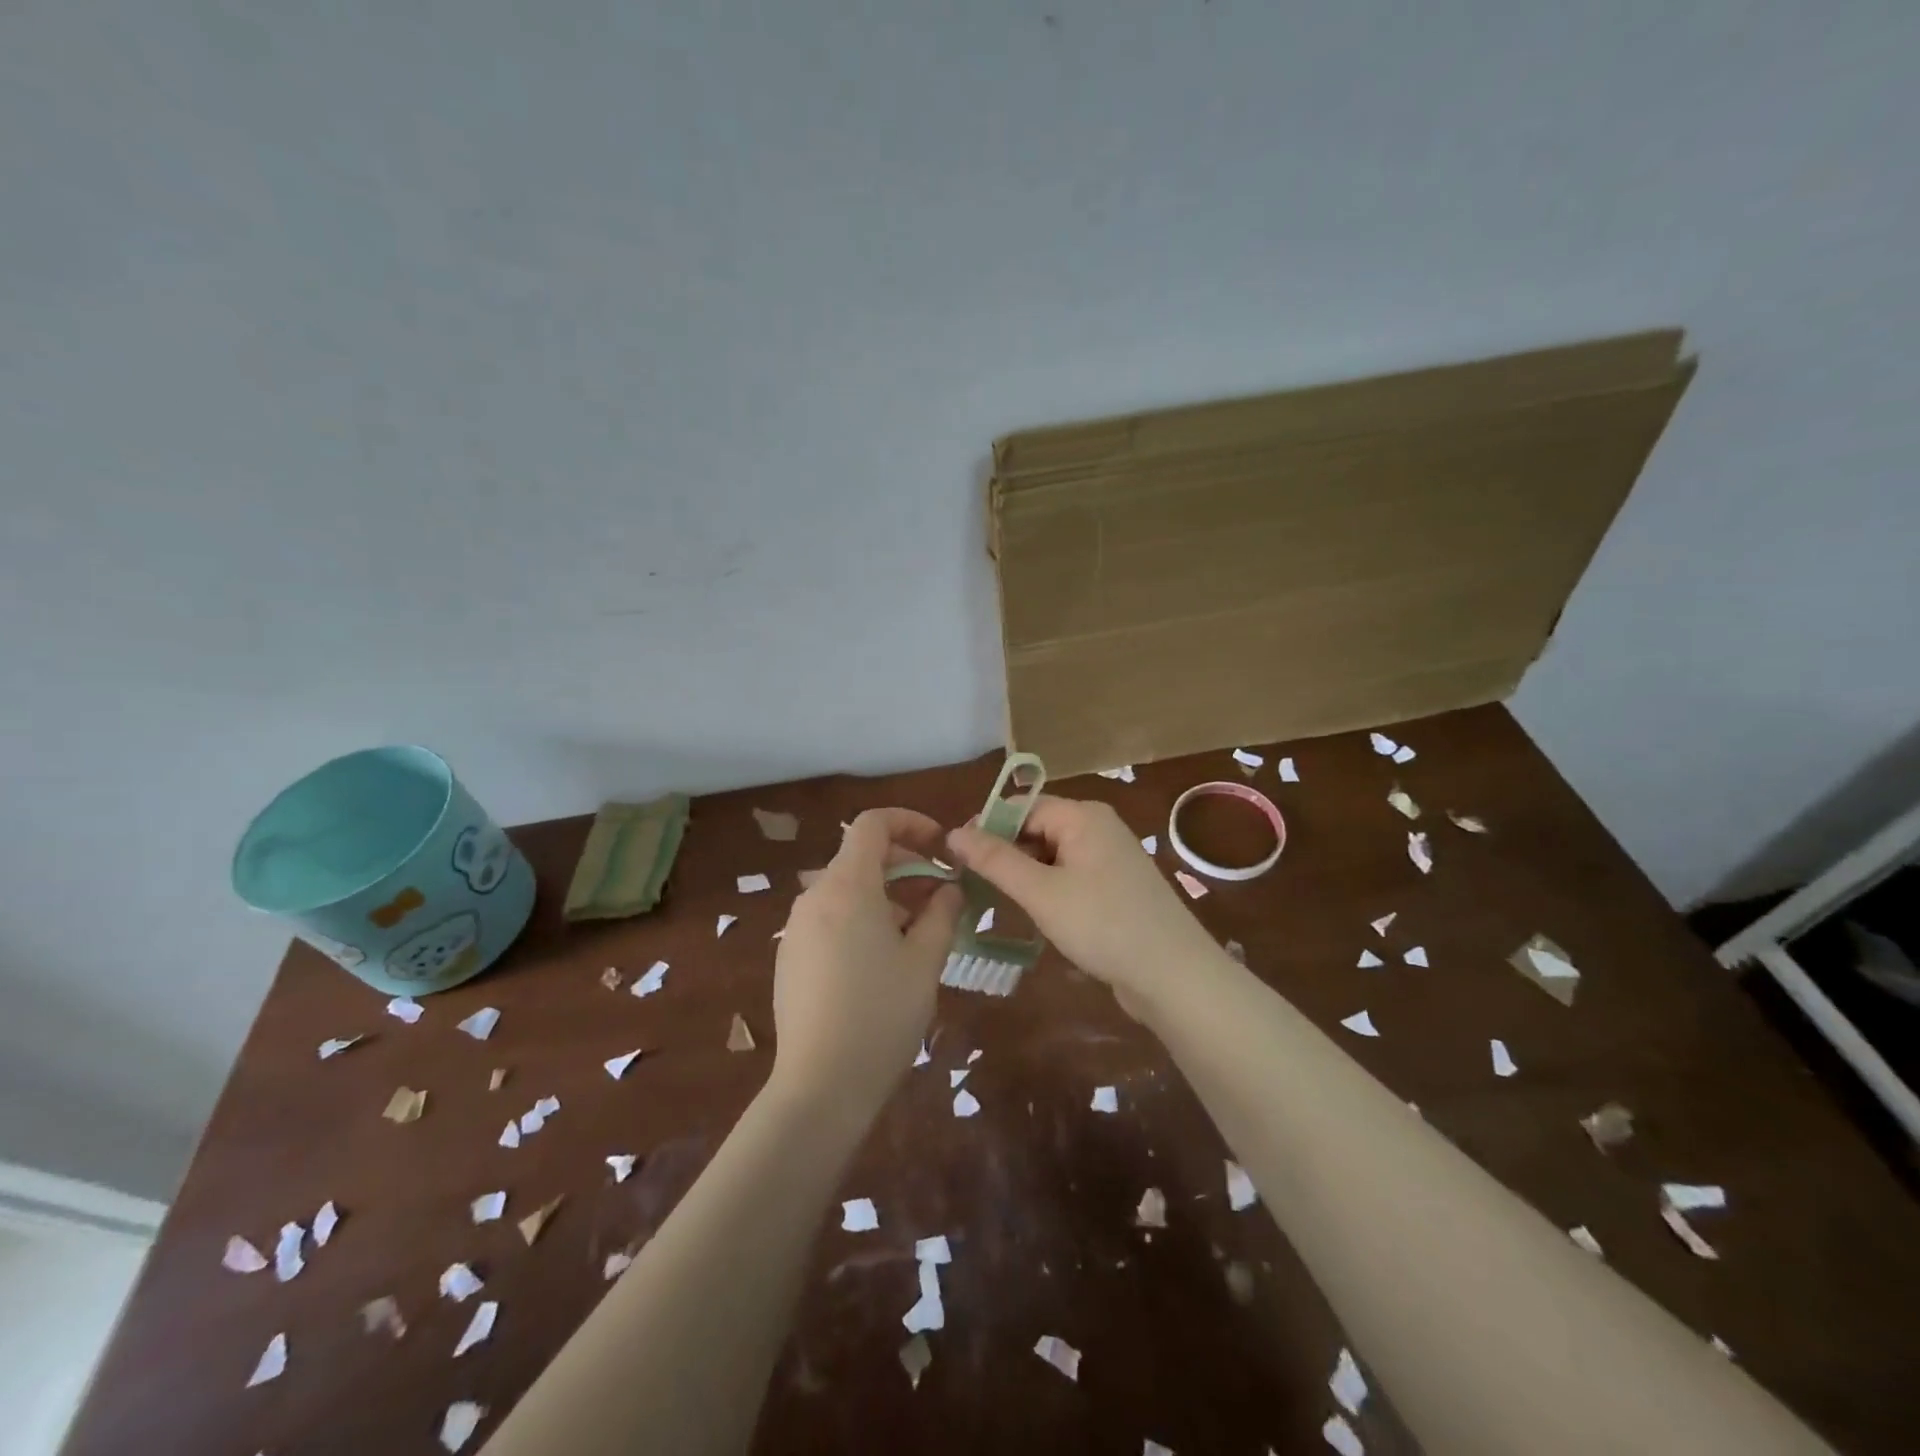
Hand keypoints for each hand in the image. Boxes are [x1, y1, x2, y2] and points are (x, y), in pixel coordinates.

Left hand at [770, 808, 962, 1118]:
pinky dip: (860, 918)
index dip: (910, 822)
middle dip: (904, 864)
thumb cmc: (882, 1014)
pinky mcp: (789, 957)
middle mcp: (814, 896)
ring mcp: (796, 928)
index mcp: (847, 886)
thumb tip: (950, 888)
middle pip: (860, 856)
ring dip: (885, 894)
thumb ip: (942, 913)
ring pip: (846, 890)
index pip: (872, 824)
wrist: (820, 1085)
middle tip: (940, 893)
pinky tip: (882, 959)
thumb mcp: (925, 960)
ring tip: (918, 930)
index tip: (940, 846)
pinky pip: (829, 918)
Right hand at [946, 795, 1225, 1017]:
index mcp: (1083, 816)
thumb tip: (954, 832)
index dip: (988, 827)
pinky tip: (1035, 915)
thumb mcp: (1041, 892)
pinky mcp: (1115, 887)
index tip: (956, 858)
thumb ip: (996, 860)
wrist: (1173, 976)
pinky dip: (1048, 890)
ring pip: (1052, 855)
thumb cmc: (1103, 925)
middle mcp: (1098, 827)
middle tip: (972, 885)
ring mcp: (1110, 858)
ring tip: (998, 902)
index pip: (1023, 807)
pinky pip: (1070, 876)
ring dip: (1025, 875)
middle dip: (1006, 853)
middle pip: (1038, 828)